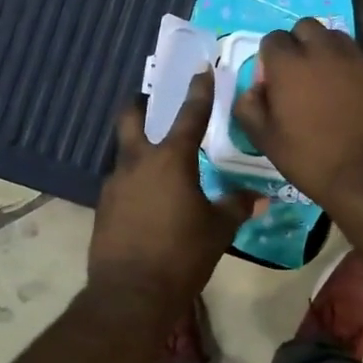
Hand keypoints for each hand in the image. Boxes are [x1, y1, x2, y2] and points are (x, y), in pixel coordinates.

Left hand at [89, 72, 256, 306]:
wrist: (130, 293)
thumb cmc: (181, 255)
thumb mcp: (218, 229)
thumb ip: (236, 206)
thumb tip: (259, 197)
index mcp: (170, 159)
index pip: (189, 114)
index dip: (199, 90)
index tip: (202, 69)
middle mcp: (137, 162)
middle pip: (130, 117)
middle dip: (139, 104)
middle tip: (152, 102)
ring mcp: (114, 184)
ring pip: (124, 152)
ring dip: (138, 148)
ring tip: (159, 164)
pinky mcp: (103, 207)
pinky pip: (120, 182)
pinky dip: (134, 181)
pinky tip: (147, 200)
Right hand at [232, 19, 362, 207]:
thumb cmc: (308, 158)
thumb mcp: (264, 139)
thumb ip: (249, 106)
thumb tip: (254, 89)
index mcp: (289, 64)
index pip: (272, 39)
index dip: (270, 57)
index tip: (273, 79)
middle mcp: (323, 50)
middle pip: (306, 27)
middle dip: (299, 43)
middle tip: (300, 72)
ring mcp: (357, 59)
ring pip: (337, 38)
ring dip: (327, 51)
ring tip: (328, 78)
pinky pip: (362, 60)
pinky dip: (354, 70)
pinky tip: (355, 96)